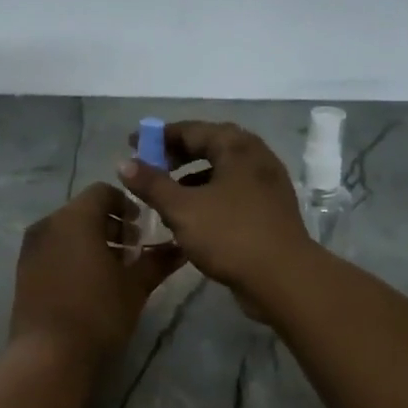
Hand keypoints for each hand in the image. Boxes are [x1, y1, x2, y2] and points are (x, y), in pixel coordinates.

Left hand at [9, 183, 183, 369]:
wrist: (48, 354)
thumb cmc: (98, 312)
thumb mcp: (135, 286)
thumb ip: (157, 261)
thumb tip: (182, 247)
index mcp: (75, 218)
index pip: (102, 192)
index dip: (126, 204)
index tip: (141, 227)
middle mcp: (48, 225)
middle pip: (83, 211)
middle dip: (110, 225)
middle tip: (132, 251)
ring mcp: (31, 248)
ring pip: (66, 231)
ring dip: (91, 241)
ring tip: (113, 270)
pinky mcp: (23, 271)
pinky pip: (52, 250)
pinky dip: (72, 255)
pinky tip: (88, 284)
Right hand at [119, 122, 313, 308]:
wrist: (283, 278)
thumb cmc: (230, 235)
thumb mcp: (182, 208)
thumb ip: (151, 184)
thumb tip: (124, 163)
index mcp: (237, 147)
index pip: (191, 130)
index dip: (159, 136)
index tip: (132, 144)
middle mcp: (256, 157)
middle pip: (210, 146)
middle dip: (176, 155)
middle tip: (149, 167)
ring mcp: (266, 184)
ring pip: (221, 171)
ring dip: (191, 177)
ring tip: (165, 194)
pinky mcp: (269, 209)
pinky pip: (232, 192)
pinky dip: (208, 195)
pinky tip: (191, 216)